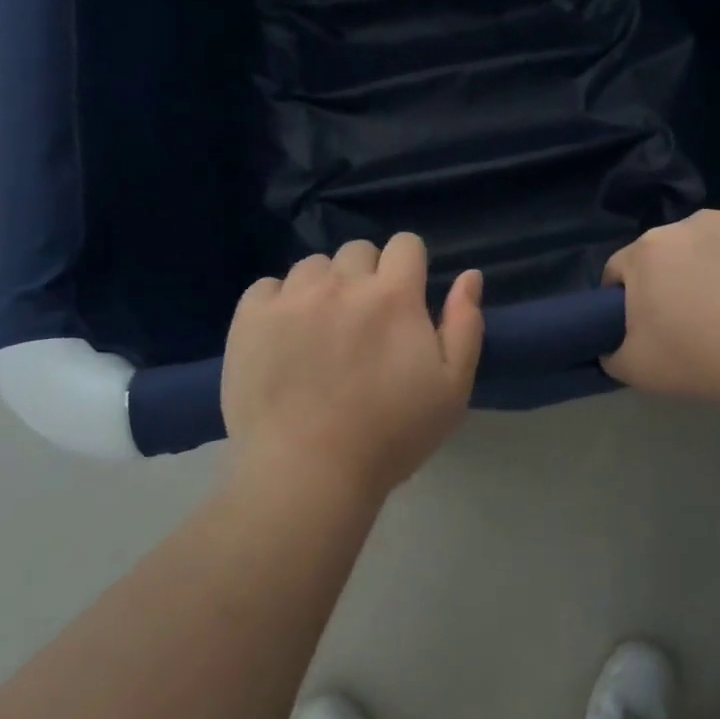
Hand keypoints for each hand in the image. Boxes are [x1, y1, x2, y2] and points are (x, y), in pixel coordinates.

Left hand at [221, 234, 483, 504]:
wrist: (306, 474)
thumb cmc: (390, 436)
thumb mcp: (452, 388)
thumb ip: (464, 325)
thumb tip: (469, 275)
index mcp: (394, 295)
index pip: (405, 243)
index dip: (408, 266)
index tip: (404, 298)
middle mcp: (342, 283)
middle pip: (357, 250)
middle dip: (366, 275)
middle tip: (363, 321)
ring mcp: (292, 298)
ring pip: (312, 266)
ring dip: (322, 287)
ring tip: (319, 330)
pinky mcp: (250, 318)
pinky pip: (267, 286)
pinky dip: (278, 303)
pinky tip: (282, 337)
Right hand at [602, 209, 719, 409]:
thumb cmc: (704, 361)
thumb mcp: (635, 370)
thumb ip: (609, 351)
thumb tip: (610, 342)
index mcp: (648, 250)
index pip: (621, 270)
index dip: (627, 299)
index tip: (647, 326)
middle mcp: (690, 222)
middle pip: (668, 252)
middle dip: (673, 279)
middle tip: (695, 320)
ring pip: (714, 242)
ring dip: (715, 265)